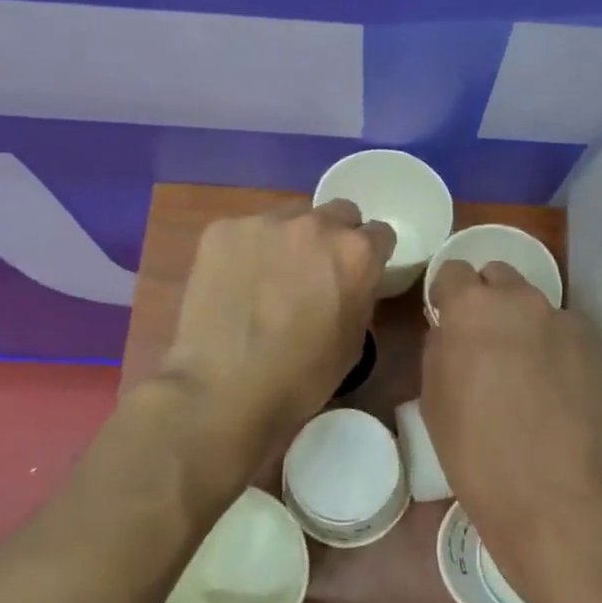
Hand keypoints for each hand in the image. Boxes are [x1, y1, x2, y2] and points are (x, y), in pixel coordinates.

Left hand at [160, 200, 394, 462]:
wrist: (224, 389)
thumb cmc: (301, 377)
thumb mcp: (354, 340)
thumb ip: (359, 295)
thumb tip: (349, 282)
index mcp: (356, 252)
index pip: (379, 232)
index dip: (371, 255)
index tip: (359, 274)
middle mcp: (316, 224)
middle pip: (338, 212)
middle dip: (335, 236)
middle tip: (316, 271)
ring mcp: (265, 222)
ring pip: (290, 217)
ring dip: (290, 239)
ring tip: (269, 277)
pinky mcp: (222, 230)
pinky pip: (247, 231)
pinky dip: (247, 250)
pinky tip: (235, 283)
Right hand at [420, 259, 601, 576]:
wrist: (552, 492)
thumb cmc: (475, 450)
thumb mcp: (433, 398)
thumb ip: (440, 347)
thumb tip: (451, 330)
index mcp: (471, 307)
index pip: (453, 271)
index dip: (448, 295)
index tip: (448, 320)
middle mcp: (520, 299)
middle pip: (498, 276)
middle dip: (487, 299)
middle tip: (485, 342)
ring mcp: (562, 318)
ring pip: (533, 304)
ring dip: (522, 322)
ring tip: (525, 368)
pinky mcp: (594, 343)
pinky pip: (564, 330)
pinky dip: (554, 345)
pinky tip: (556, 384)